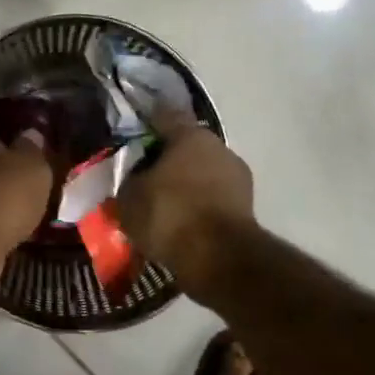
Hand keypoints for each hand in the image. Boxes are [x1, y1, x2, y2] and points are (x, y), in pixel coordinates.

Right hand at [115, 116, 252, 290]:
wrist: (219, 259)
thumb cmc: (169, 214)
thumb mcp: (129, 196)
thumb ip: (128, 178)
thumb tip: (132, 175)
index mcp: (190, 134)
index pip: (162, 116)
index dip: (143, 123)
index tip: (128, 134)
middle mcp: (218, 147)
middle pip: (184, 146)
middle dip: (165, 159)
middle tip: (143, 176)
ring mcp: (237, 177)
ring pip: (201, 173)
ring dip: (183, 184)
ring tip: (161, 205)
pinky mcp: (246, 207)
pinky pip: (211, 198)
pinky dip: (197, 206)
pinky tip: (180, 222)